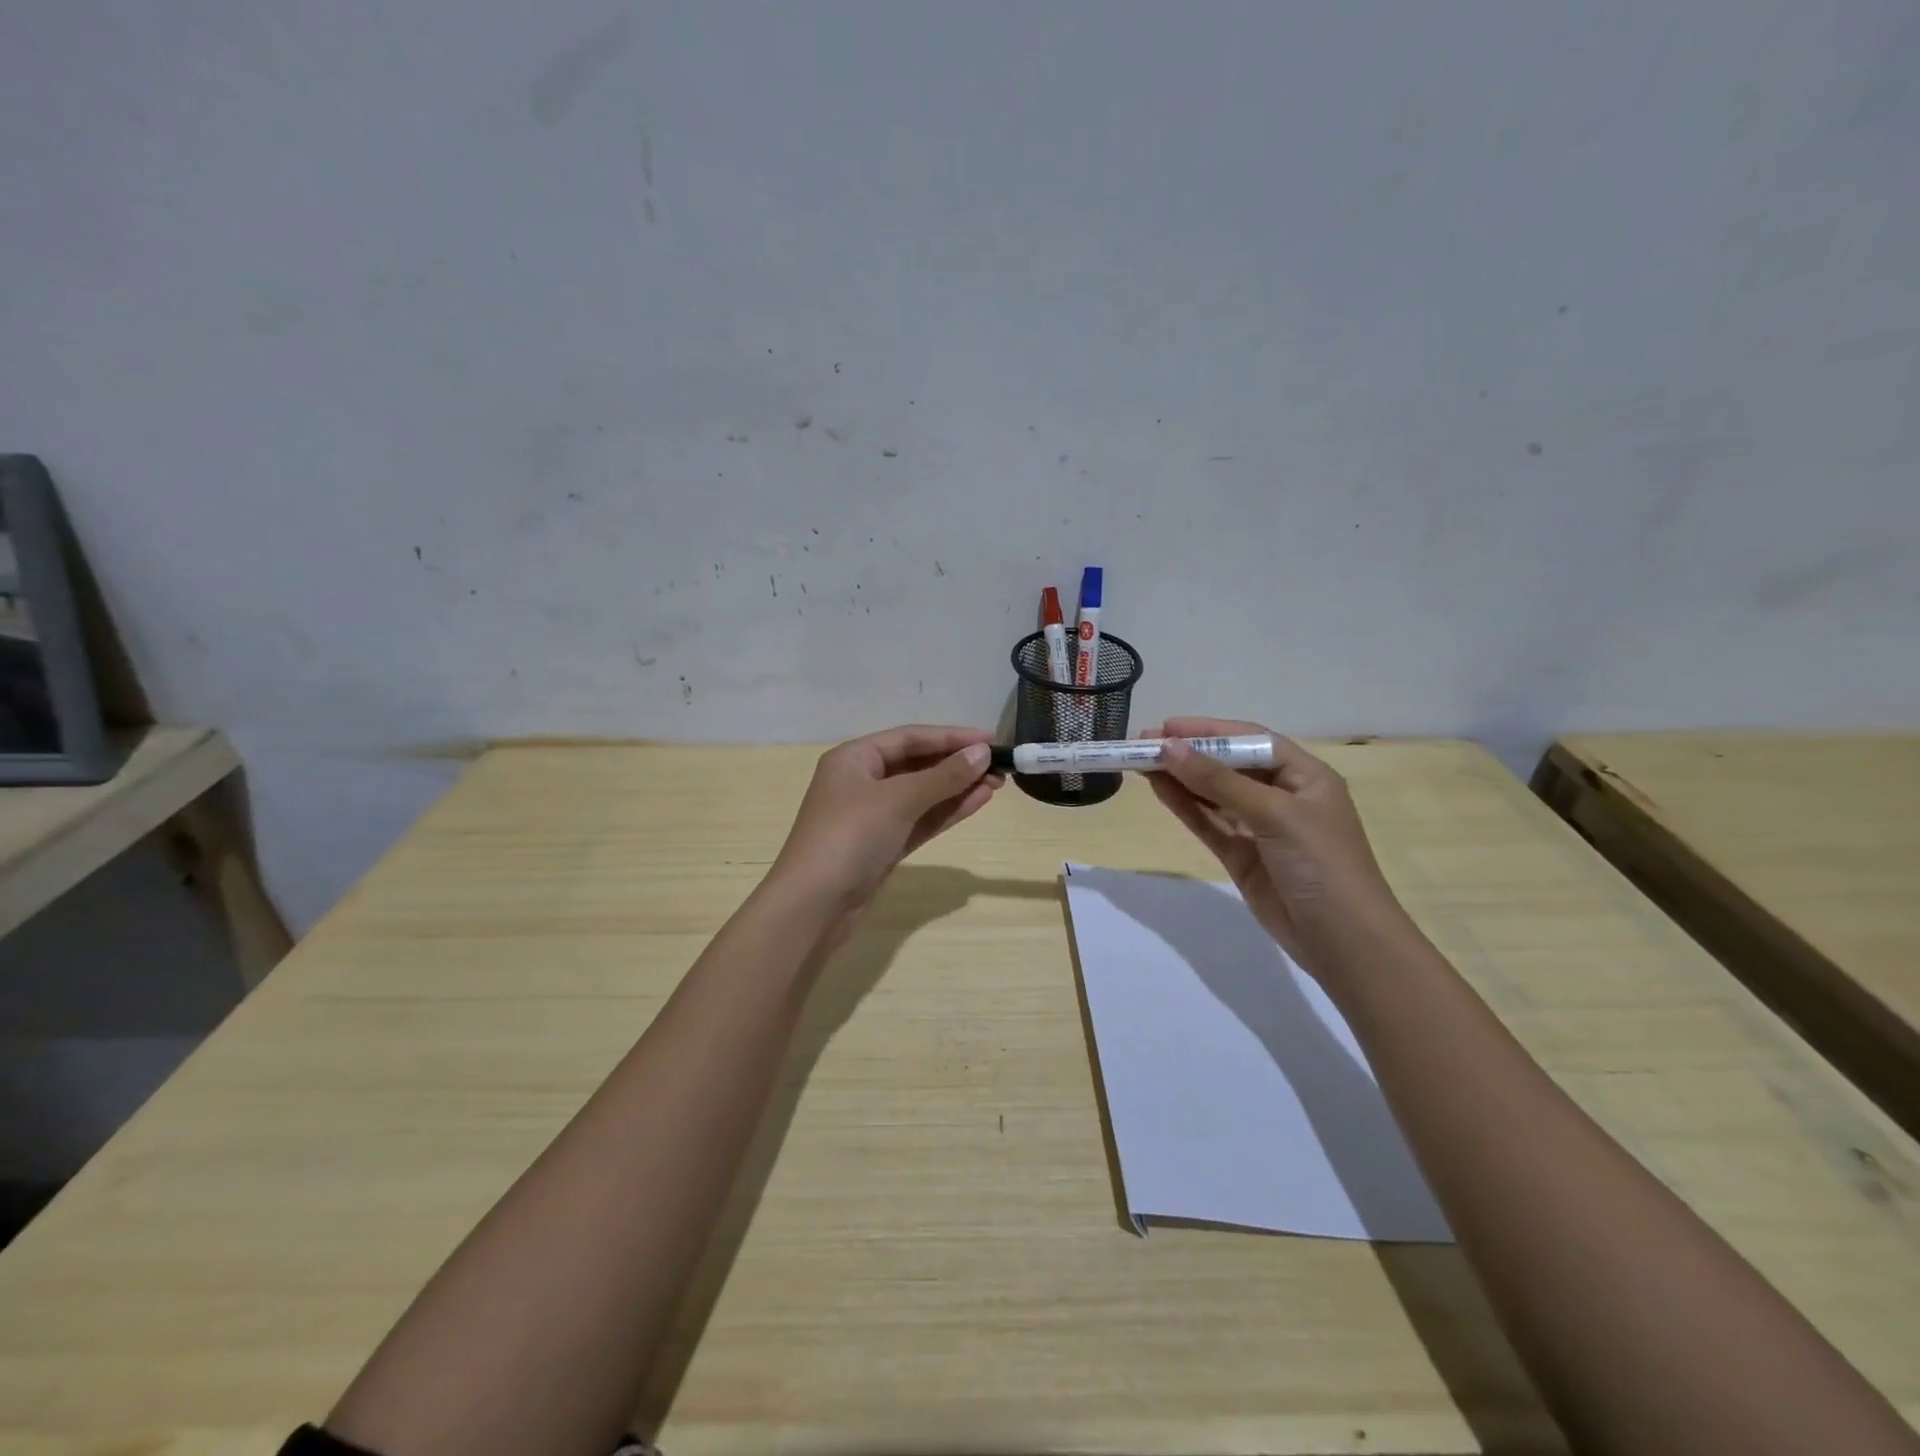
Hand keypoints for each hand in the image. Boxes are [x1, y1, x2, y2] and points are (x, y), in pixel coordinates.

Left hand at [771, 724, 1004, 939]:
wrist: (813, 906)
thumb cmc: (850, 837)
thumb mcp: (898, 800)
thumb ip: (943, 776)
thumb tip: (982, 753)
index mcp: (854, 758)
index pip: (910, 737)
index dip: (951, 737)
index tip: (990, 740)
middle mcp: (862, 781)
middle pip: (917, 764)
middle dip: (957, 764)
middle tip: (999, 766)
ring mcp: (872, 816)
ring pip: (922, 794)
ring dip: (957, 788)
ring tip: (996, 784)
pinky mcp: (883, 845)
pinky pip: (920, 819)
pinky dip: (946, 811)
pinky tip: (976, 802)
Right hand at [1143, 717, 1408, 972]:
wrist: (1343, 942)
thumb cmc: (1321, 864)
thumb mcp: (1274, 814)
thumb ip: (1218, 781)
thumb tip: (1167, 747)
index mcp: (1305, 776)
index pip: (1250, 740)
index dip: (1208, 730)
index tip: (1165, 727)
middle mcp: (1283, 796)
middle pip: (1229, 765)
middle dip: (1189, 753)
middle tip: (1143, 744)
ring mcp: (1261, 828)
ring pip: (1214, 794)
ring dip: (1181, 778)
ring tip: (1141, 763)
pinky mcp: (1243, 856)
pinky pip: (1209, 823)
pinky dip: (1185, 806)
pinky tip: (1159, 789)